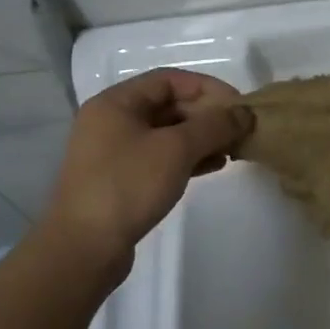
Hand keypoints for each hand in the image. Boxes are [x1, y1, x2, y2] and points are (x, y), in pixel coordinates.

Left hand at [39, 69, 251, 265]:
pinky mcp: (123, 179)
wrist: (84, 248)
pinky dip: (188, 157)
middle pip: (169, 105)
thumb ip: (214, 126)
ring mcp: (115, 152)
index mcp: (116, 103)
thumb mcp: (176, 149)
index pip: (171, 80)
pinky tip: (214, 166)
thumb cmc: (128, 186)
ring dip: (202, 137)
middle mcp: (112, 121)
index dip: (209, 88)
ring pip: (168, 133)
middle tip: (240, 131)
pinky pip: (162, 156)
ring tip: (233, 150)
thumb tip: (244, 113)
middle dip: (208, 115)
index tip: (239, 107)